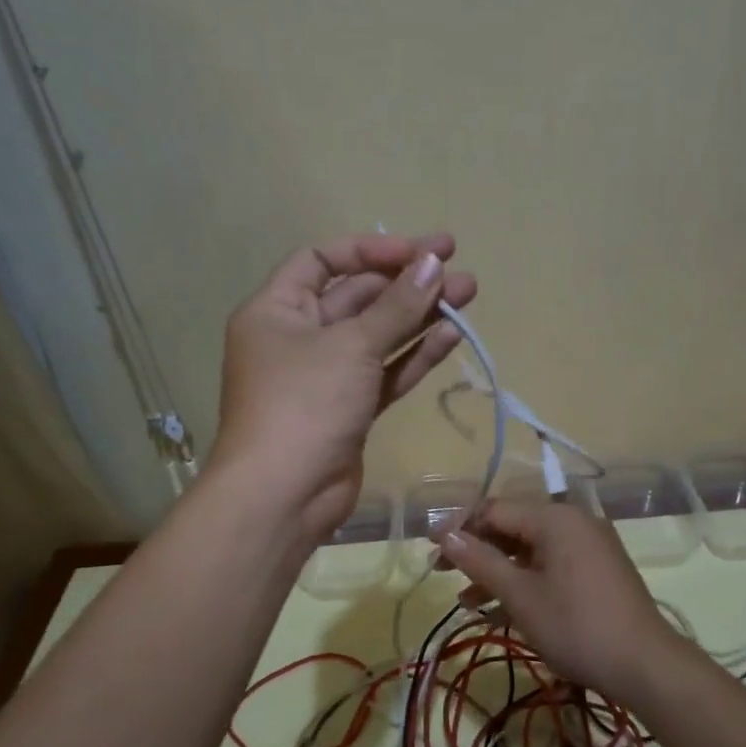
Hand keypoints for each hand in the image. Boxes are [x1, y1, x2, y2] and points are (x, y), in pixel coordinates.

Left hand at [211, 232, 476, 544]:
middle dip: (407, 284)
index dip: (370, 250)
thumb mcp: (351, 346)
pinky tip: (450, 336)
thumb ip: (396, 306)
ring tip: (468, 296)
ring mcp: (325, 377)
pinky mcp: (348, 410)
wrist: (284, 496)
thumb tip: (433, 263)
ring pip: (377, 337)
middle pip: (357, 298)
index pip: (322, 260)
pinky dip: (413, 356)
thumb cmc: (304, 404)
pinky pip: (383, 374)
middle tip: (458, 271)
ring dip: (419, 317)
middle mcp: (297, 338)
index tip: (418, 251)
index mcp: (277, 310)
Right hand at [435, 499, 686, 704]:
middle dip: (477, 552)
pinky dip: (526, 581)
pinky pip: (552, 564)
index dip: (459, 528)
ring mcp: (590, 545)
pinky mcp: (598, 569)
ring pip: (531, 549)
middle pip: (513, 527)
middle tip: (443, 574)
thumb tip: (445, 536)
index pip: (494, 510)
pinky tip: (502, 610)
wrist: (644, 664)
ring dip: (498, 572)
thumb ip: (480, 561)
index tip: (431, 550)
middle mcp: (574, 521)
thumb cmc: (575, 626)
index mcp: (555, 518)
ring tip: (468, 602)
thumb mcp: (520, 595)